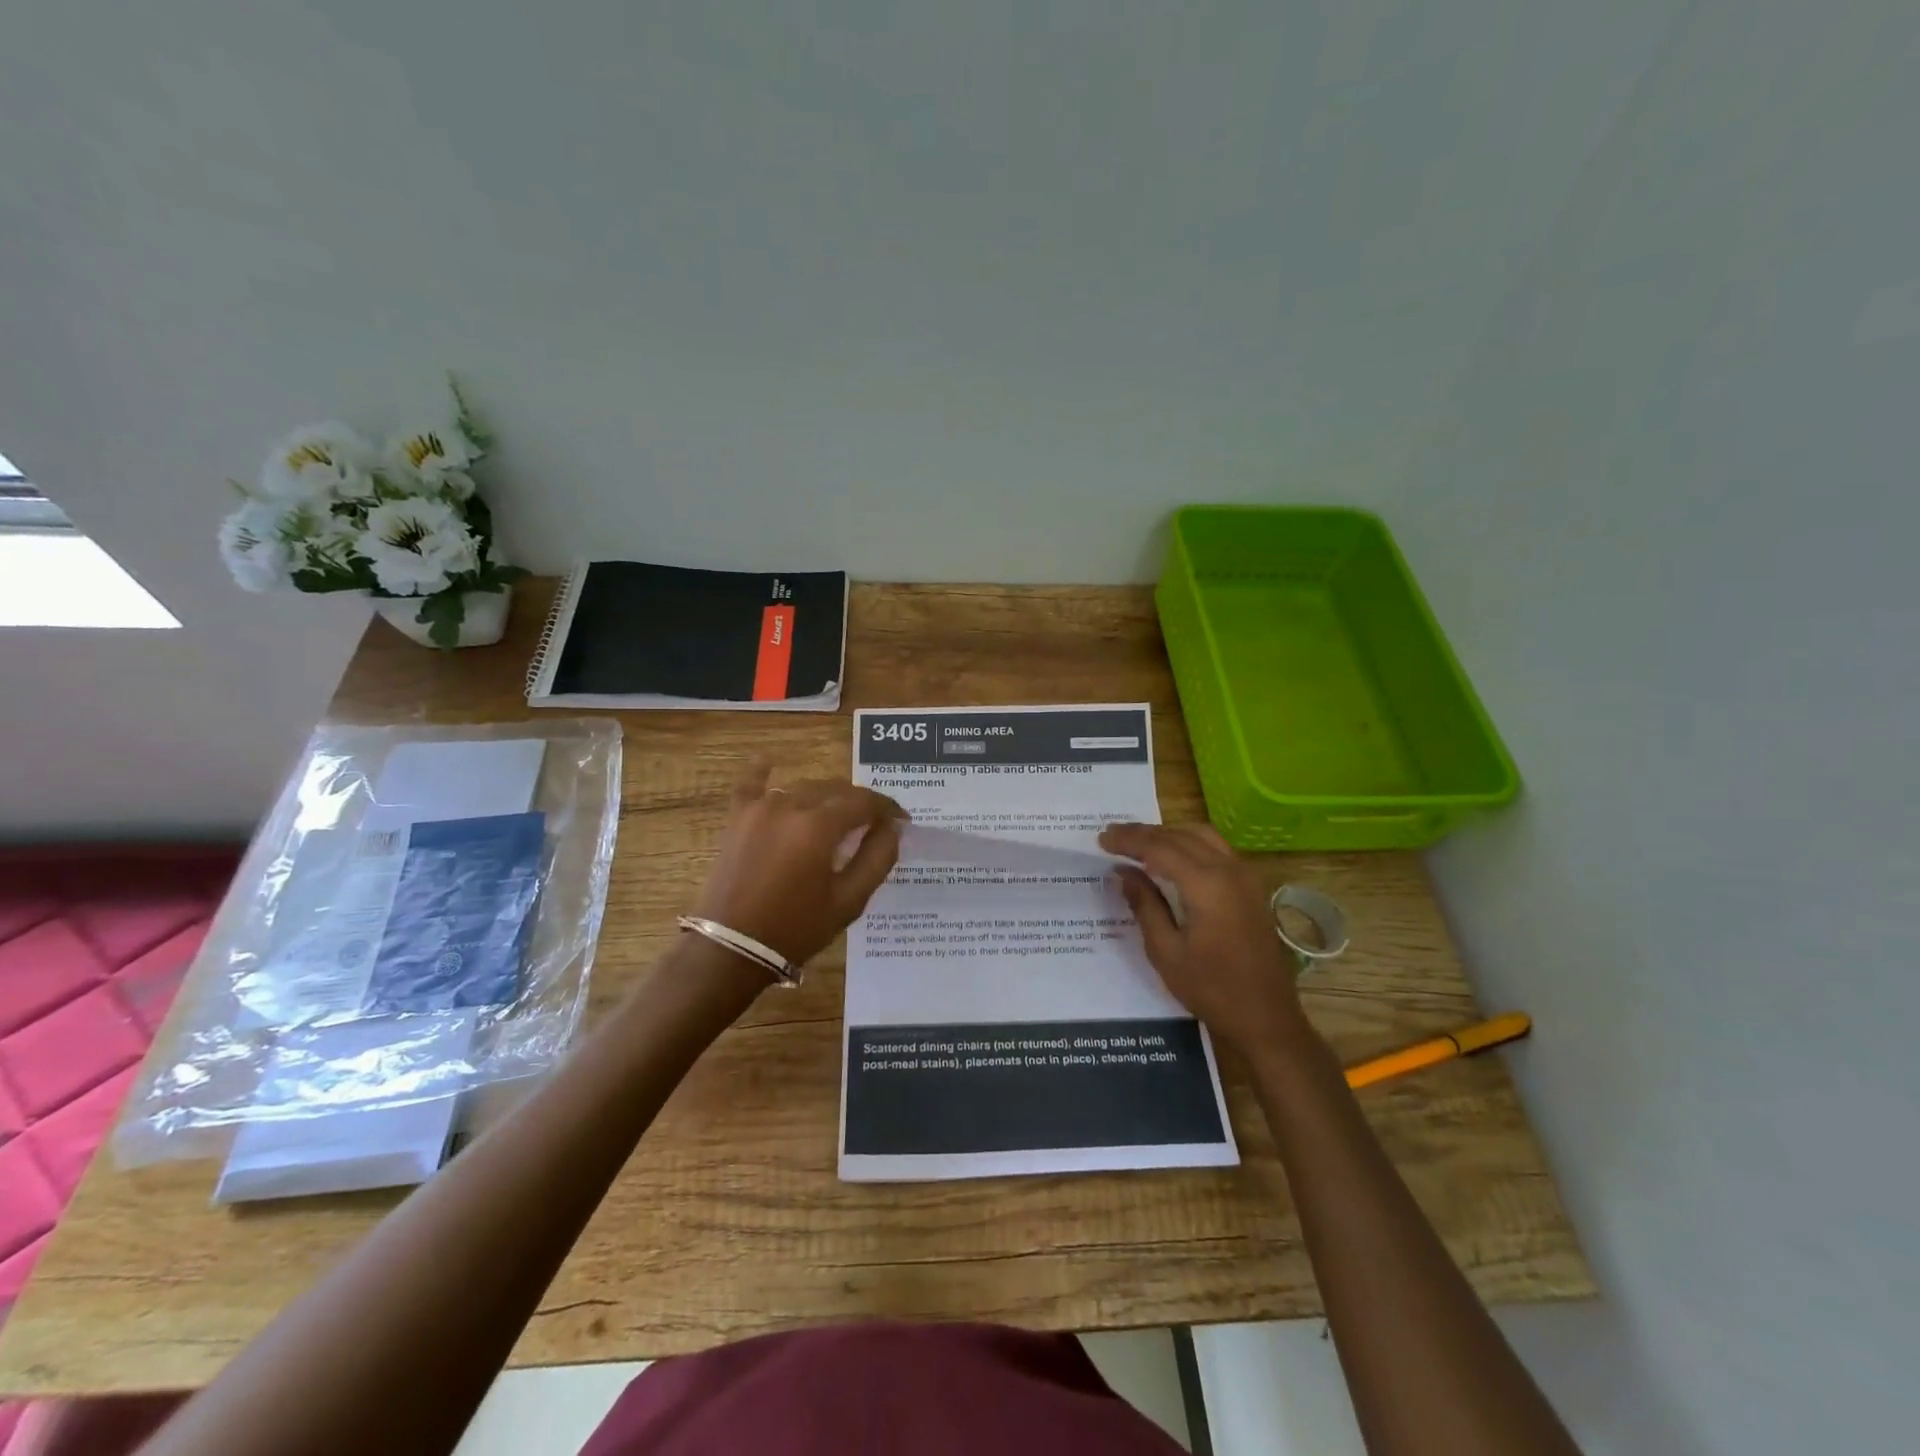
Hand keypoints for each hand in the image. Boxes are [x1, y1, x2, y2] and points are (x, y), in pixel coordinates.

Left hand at [694, 765, 906, 966]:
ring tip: (838, 816)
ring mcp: (760, 808)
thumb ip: (876, 859)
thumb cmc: (796, 929)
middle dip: (860, 803)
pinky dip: (762, 770)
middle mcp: (791, 805)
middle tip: (874, 824)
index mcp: (820, 826)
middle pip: (836, 790)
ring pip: (804, 787)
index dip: (888, 808)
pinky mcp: (737, 818)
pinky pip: (751, 783)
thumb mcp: (848, 901)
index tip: (902, 820)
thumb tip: (892, 828)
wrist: (731, 949)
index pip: (865, 801)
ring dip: (826, 797)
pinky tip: (770, 760)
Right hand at [1099, 822, 1315, 1062]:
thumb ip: (1144, 904)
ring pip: (1201, 835)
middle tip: (1113, 836)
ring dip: (1168, 834)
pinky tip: (1172, 856)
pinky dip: (1189, 842)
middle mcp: (1229, 870)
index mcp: (1206, 884)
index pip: (1159, 848)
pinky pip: (1216, 848)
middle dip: (1144, 833)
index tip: (1101, 839)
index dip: (1128, 840)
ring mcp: (1245, 876)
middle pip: (1180, 835)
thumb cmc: (1211, 989)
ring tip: (1139, 842)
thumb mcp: (1166, 951)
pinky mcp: (1251, 886)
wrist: (1266, 1017)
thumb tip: (1124, 872)